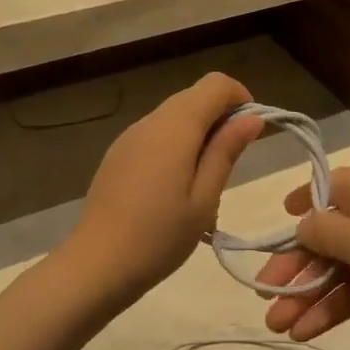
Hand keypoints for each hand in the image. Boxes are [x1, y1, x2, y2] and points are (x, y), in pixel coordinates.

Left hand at [64, 72, 266, 302]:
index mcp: (175, 127)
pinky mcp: (118, 154)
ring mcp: (129, 137)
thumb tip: (253, 118)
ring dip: (199, 133)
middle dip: (221, 117)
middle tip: (232, 162)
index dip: (240, 98)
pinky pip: (156, 134)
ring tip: (205, 181)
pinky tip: (175, 186)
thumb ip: (226, 151)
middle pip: (194, 96)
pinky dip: (176, 144)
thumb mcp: (204, 198)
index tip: (250, 134)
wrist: (97, 265)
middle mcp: (150, 121)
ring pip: (174, 115)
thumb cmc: (160, 236)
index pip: (216, 84)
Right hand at [254, 164, 349, 342]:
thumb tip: (302, 225)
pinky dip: (338, 307)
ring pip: (342, 269)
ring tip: (282, 330)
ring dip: (311, 297)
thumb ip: (322, 231)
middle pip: (326, 238)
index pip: (322, 189)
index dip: (295, 211)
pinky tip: (310, 331)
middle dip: (295, 271)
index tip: (271, 237)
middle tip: (266, 304)